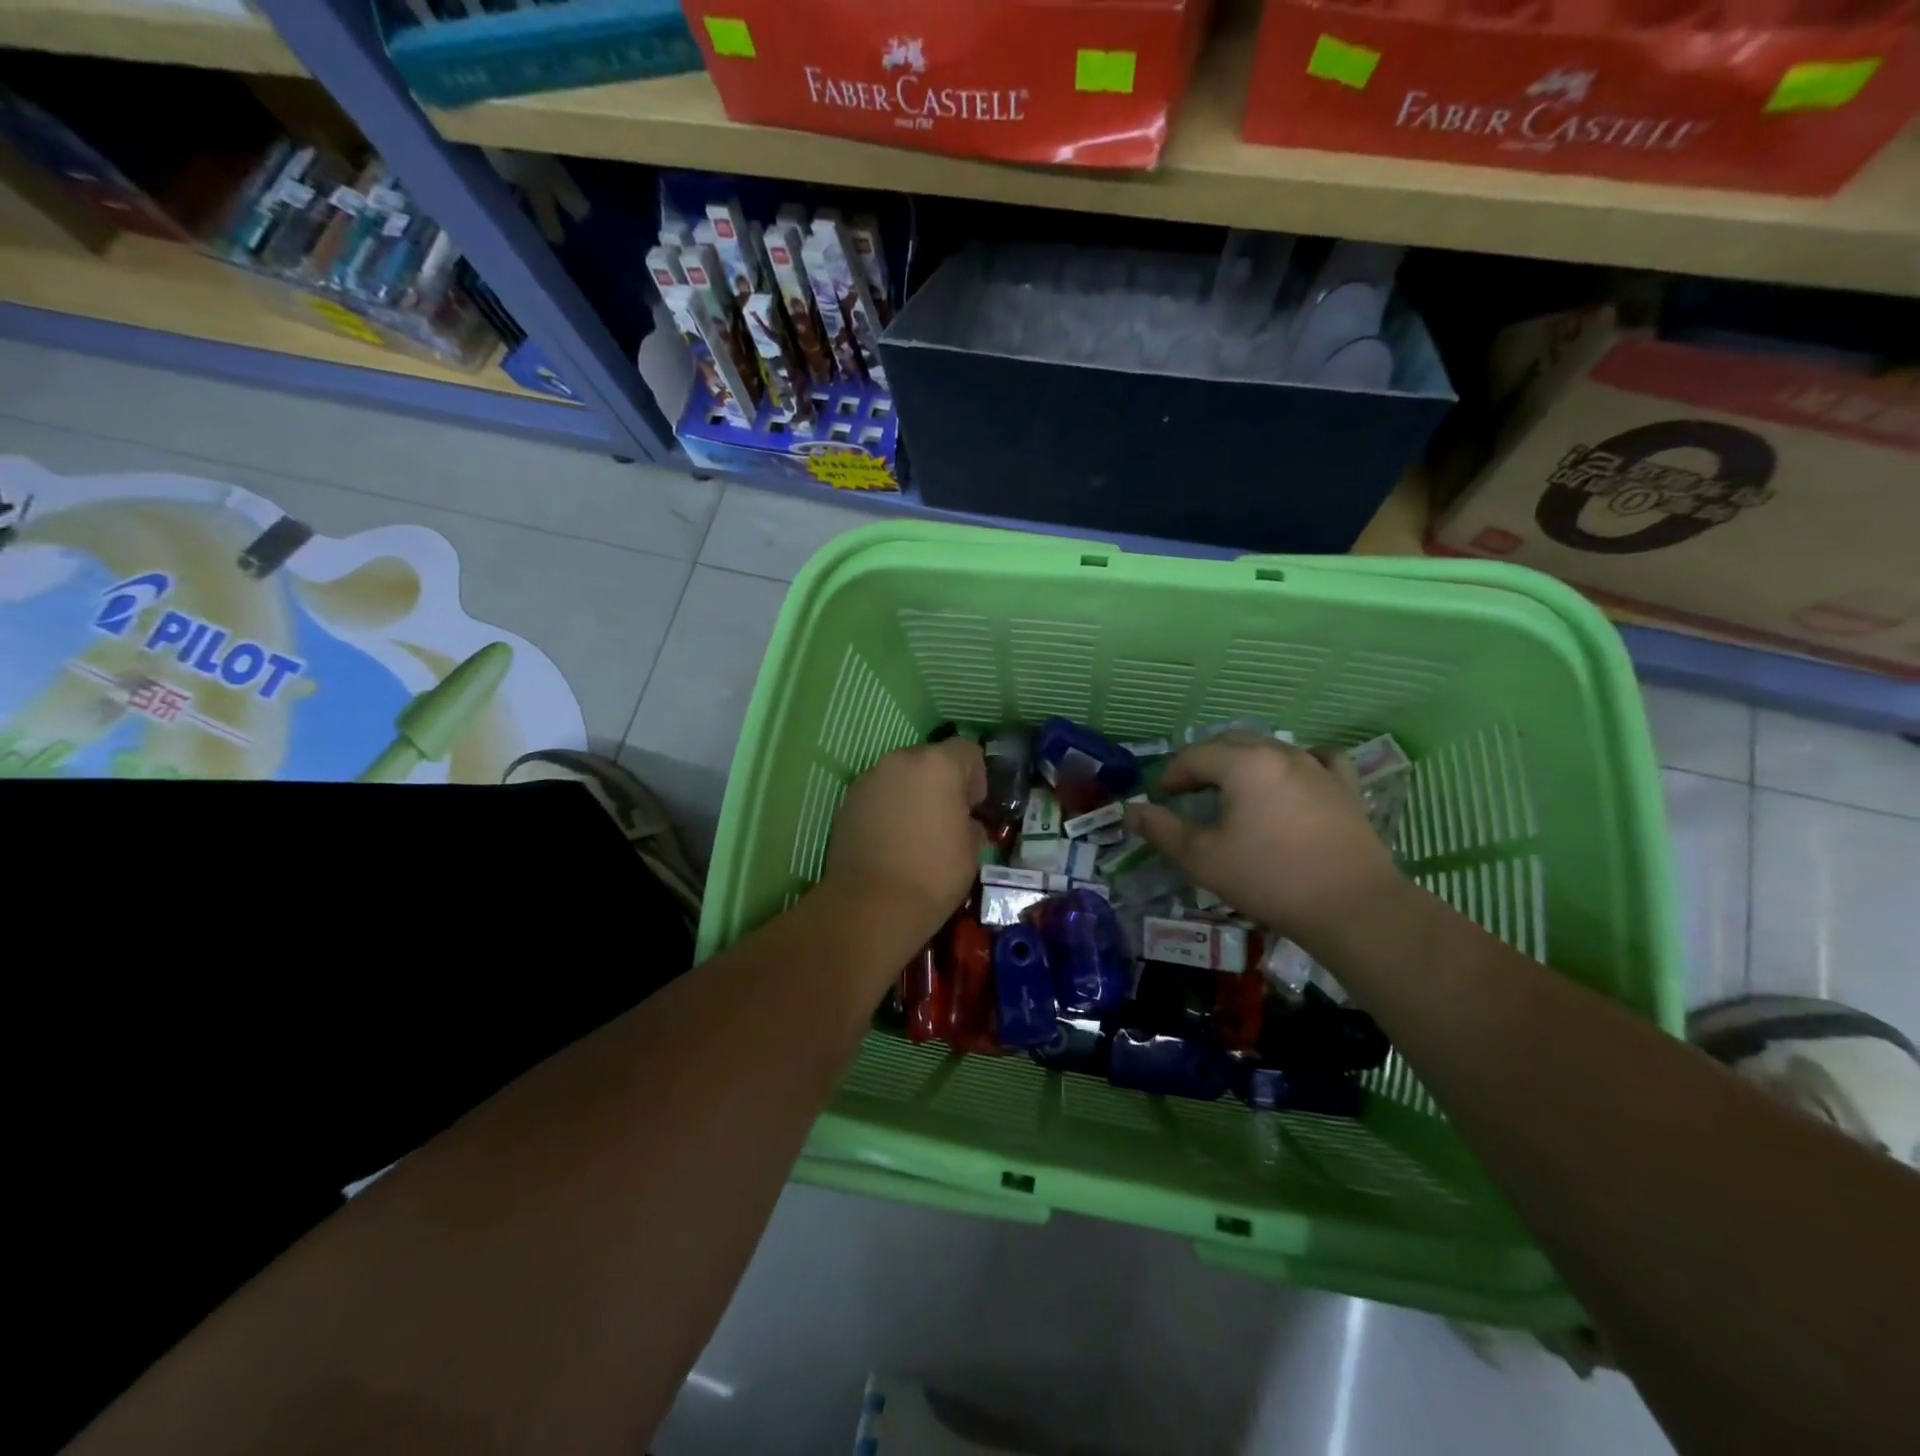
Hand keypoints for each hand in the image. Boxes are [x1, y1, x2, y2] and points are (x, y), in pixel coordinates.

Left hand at [822, 738, 986, 943]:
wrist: (871, 906)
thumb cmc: (933, 875)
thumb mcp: (972, 850)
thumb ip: (970, 823)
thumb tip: (963, 821)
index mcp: (938, 765)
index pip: (967, 750)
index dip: (976, 777)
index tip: (974, 808)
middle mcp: (901, 760)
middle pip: (930, 759)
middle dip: (941, 783)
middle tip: (946, 819)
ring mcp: (869, 779)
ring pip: (901, 776)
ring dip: (912, 794)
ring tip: (916, 832)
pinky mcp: (847, 802)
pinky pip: (878, 795)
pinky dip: (888, 808)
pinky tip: (891, 840)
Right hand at [1126, 732, 1399, 946]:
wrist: (1351, 906)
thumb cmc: (1269, 879)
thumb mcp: (1203, 859)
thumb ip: (1162, 830)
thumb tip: (1130, 811)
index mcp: (1244, 765)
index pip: (1195, 756)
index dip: (1172, 774)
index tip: (1161, 797)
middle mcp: (1280, 754)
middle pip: (1231, 742)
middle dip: (1204, 762)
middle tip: (1189, 791)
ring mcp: (1318, 767)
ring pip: (1271, 747)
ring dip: (1244, 761)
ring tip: (1234, 789)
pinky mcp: (1345, 787)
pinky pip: (1318, 758)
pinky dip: (1298, 762)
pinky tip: (1294, 776)